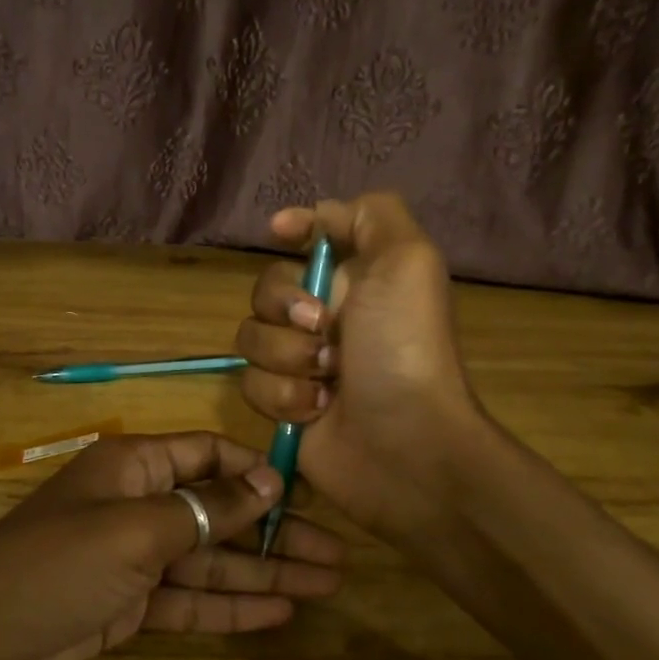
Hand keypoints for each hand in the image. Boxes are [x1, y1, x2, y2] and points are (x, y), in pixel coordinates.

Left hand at [0, 433, 343, 659]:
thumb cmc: (55, 564)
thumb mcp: (136, 530)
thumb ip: (206, 508)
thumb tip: (268, 480)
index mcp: (136, 467)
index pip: (209, 455)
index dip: (257, 473)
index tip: (305, 497)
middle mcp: (139, 505)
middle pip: (221, 513)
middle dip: (275, 532)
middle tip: (336, 555)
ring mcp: (135, 559)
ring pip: (212, 560)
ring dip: (265, 573)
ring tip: (326, 584)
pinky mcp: (129, 606)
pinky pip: (190, 600)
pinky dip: (231, 607)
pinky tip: (279, 613)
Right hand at [235, 193, 486, 543]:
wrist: (404, 443)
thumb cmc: (404, 348)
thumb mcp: (408, 260)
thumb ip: (372, 216)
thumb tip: (317, 216)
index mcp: (356, 278)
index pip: (310, 238)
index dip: (295, 229)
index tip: (281, 232)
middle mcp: (325, 316)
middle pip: (265, 288)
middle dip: (286, 308)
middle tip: (324, 330)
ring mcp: (300, 362)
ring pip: (251, 338)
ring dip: (287, 358)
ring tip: (327, 381)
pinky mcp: (282, 404)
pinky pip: (250, 384)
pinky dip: (283, 396)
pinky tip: (317, 411)